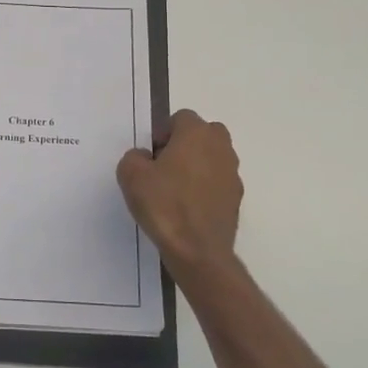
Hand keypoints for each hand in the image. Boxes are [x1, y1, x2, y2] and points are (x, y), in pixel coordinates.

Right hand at [116, 109, 242, 282]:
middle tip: (164, 169)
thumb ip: (134, 156)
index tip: (152, 157)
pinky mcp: (237, 198)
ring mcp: (233, 173)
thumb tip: (145, 158)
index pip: (180, 118)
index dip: (163, 134)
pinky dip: (206, 189)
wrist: (197, 250)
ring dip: (197, 167)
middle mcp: (220, 147)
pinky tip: (188, 209)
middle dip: (185, 145)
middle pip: (202, 134)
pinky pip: (218, 183)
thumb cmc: (164, 204)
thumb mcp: (131, 175)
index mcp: (197, 133)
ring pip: (212, 158)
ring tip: (175, 192)